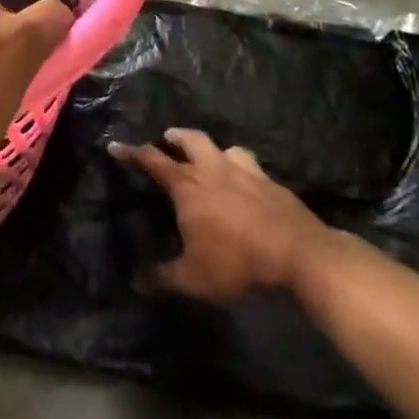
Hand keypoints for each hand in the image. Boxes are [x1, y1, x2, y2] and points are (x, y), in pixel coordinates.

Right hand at [109, 129, 331, 301]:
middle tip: (168, 139)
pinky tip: (248, 185)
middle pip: (191, 140)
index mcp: (187, 186)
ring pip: (225, 148)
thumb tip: (134, 281)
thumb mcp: (194, 279)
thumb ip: (162, 278)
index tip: (116, 145)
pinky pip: (253, 167)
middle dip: (176, 137)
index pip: (152, 160)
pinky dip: (244, 170)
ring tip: (211, 160)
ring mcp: (247, 173)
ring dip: (214, 150)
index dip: (131, 152)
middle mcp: (213, 170)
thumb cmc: (239, 263)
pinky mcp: (274, 184)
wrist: (302, 257)